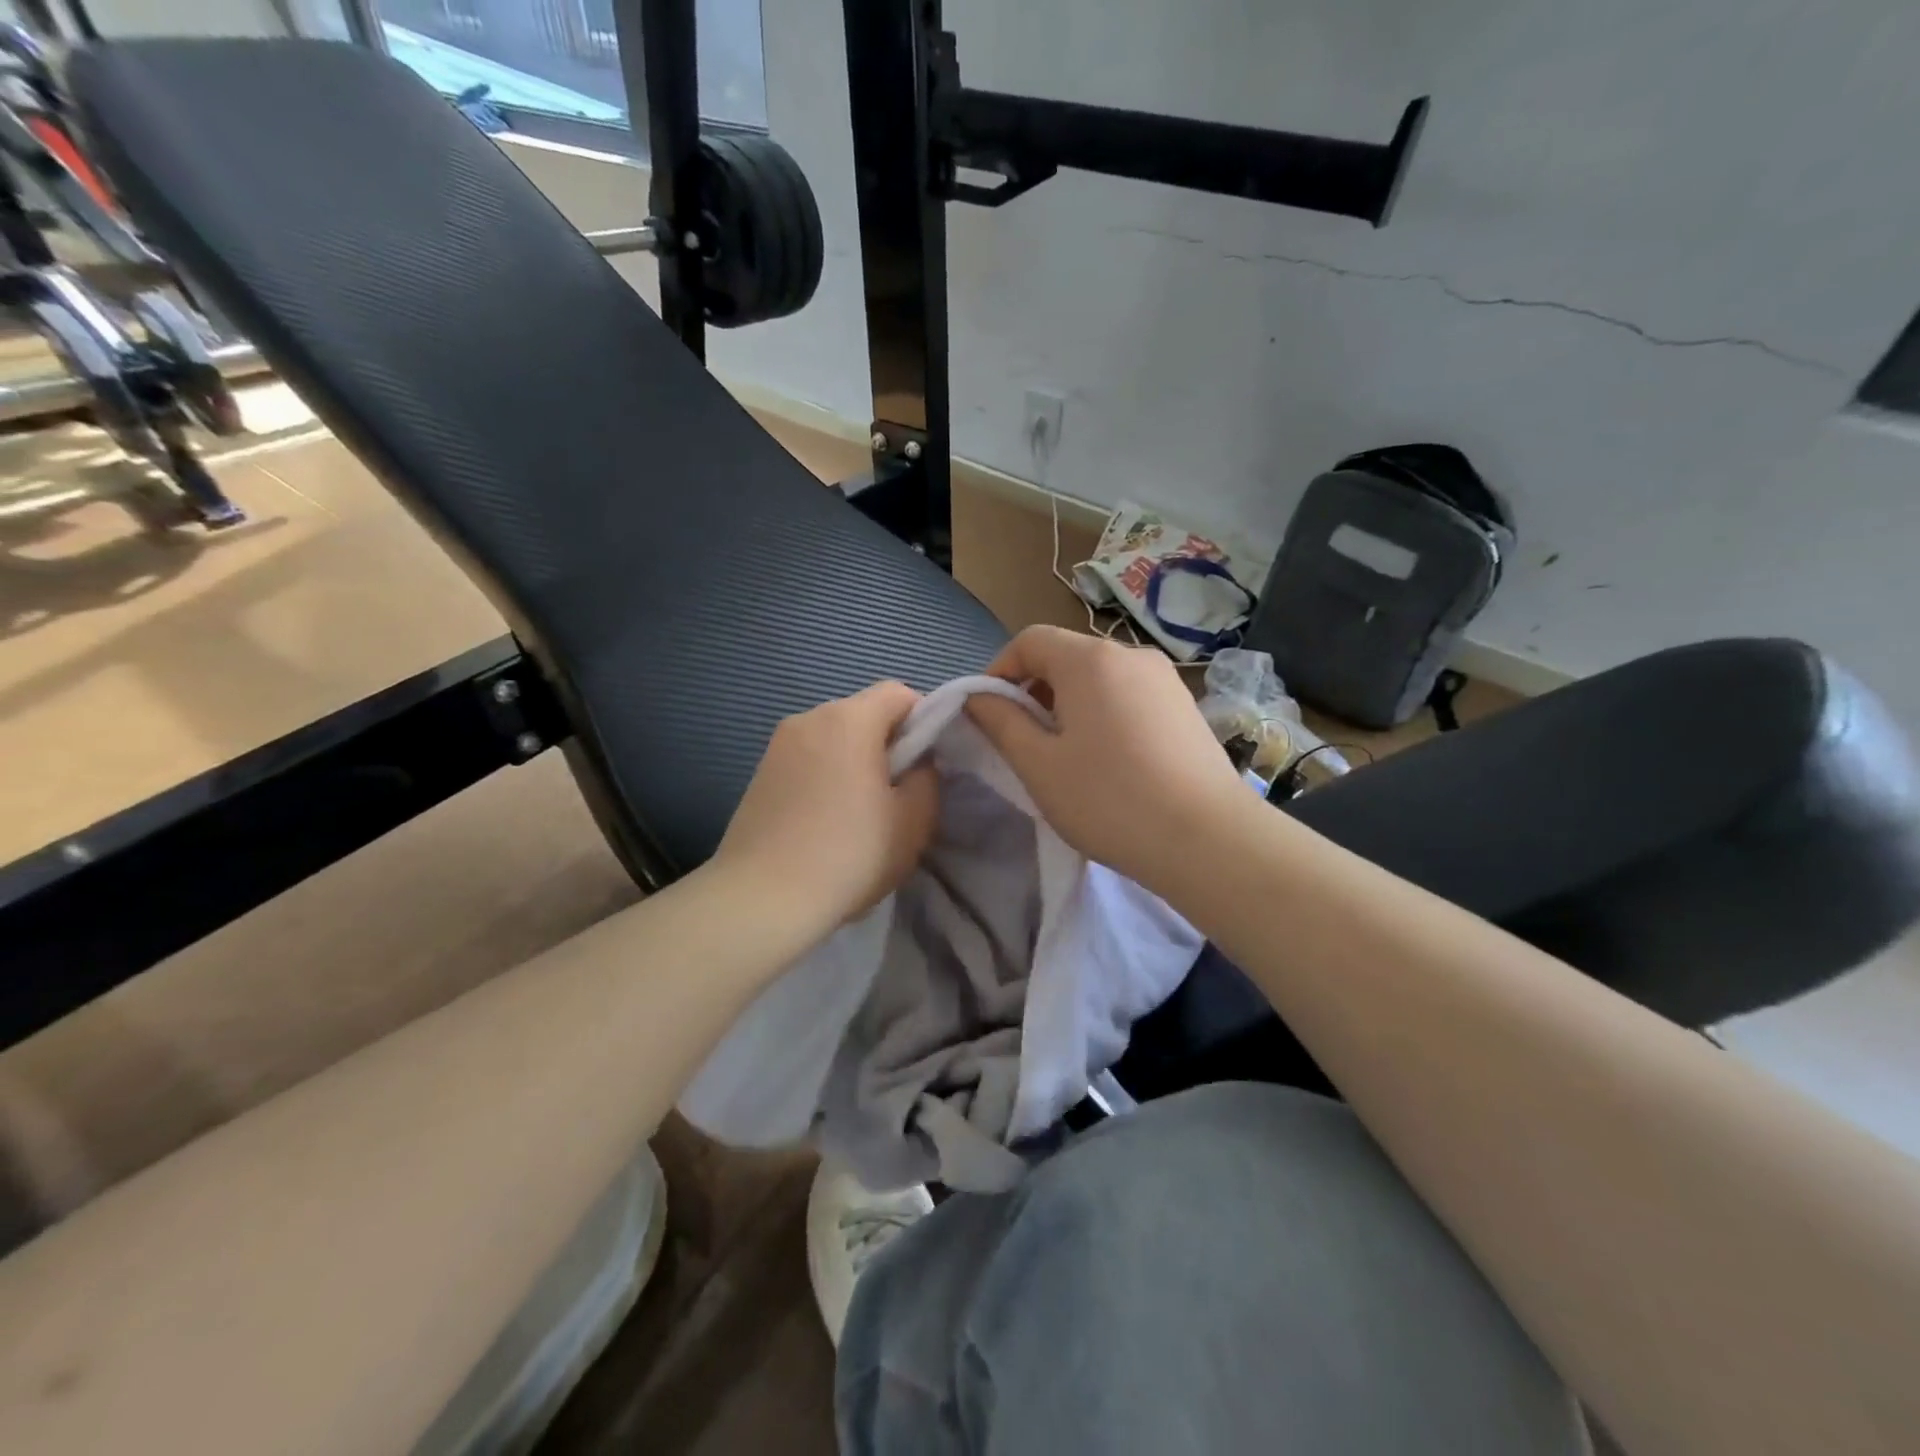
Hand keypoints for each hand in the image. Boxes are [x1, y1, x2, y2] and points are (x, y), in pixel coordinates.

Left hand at [713, 681, 938, 939]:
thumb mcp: (913, 821)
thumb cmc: (849, 855)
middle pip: (863, 713)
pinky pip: (808, 759)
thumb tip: (916, 764)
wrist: (761, 899)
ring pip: (834, 738)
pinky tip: (826, 820)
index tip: (928, 763)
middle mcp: (809, 718)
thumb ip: (927, 778)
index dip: (923, 720)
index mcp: (848, 719)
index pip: (899, 693)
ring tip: (860, 811)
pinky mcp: (759, 773)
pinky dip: (826, 775)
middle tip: (899, 792)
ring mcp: (778, 745)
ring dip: (855, 760)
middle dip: (888, 742)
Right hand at [967, 626, 1251, 893]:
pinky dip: (1104, 714)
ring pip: (1099, 678)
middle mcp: (1131, 655)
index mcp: (1090, 659)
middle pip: (1066, 656)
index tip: (987, 714)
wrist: (1208, 840)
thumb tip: (978, 697)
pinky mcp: (1185, 707)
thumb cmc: (1109, 799)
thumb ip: (1001, 722)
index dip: (999, 671)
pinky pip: (1128, 696)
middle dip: (1034, 690)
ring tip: (1065, 755)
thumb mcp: (1039, 765)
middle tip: (1023, 741)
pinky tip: (1108, 761)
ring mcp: (1165, 680)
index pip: (1030, 640)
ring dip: (1069, 705)